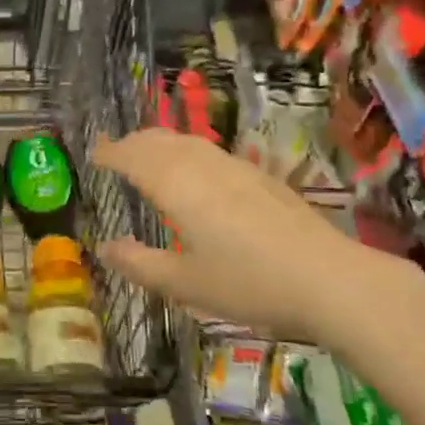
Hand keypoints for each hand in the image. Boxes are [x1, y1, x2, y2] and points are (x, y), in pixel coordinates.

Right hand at [92, 130, 414, 344]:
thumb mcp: (185, 283)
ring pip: (187, 141)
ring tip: (148, 155)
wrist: (332, 280)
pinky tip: (196, 172)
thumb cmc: (249, 284)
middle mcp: (202, 167)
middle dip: (132, 142)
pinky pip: (209, 151)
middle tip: (114, 152)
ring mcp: (235, 168)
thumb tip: (104, 247)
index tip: (93, 155)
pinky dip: (186, 151)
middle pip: (159, 140)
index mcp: (176, 186)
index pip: (133, 157)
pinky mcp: (261, 177)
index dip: (110, 154)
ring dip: (160, 143)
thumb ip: (140, 264)